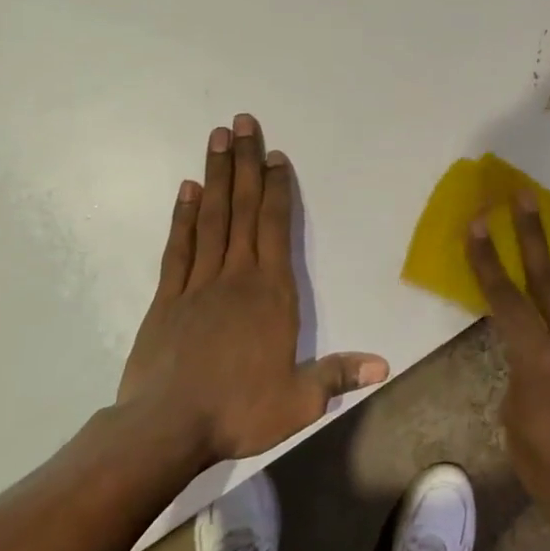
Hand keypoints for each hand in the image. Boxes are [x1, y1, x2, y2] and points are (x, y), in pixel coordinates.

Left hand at [118, 114, 387, 469]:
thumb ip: (339, 376)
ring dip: (216, 176)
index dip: (278, 189)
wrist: (165, 429)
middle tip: (242, 122)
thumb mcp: (299, 401)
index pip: (276, 228)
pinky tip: (187, 189)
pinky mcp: (166, 298)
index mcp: (271, 294)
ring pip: (211, 218)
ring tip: (217, 138)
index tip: (275, 155)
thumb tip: (384, 365)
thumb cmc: (238, 412)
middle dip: (246, 163)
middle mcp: (236, 277)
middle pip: (243, 209)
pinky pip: (178, 247)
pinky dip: (183, 216)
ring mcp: (197, 284)